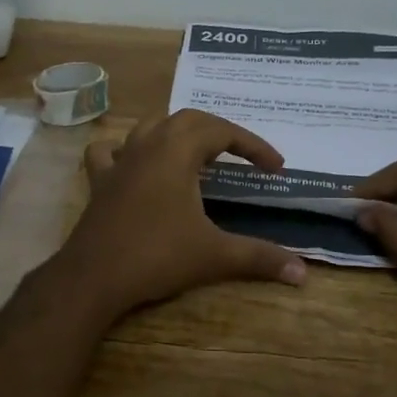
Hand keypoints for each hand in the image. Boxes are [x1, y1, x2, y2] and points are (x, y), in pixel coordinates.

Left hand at [55, 110, 306, 319]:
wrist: (93, 277)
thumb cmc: (156, 257)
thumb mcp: (214, 256)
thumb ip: (259, 258)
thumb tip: (303, 273)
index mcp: (176, 151)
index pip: (222, 131)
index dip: (253, 146)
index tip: (275, 168)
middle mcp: (146, 145)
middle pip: (187, 120)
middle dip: (219, 132)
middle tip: (242, 156)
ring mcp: (119, 161)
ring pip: (149, 126)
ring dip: (176, 132)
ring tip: (196, 153)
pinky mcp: (99, 181)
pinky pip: (111, 151)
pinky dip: (126, 149)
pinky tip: (135, 164)